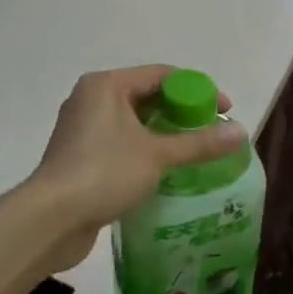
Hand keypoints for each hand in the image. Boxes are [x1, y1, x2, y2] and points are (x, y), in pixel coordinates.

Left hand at [28, 67, 246, 270]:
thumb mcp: (158, 155)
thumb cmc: (104, 173)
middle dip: (181, 113)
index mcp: (107, 85)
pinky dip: (144, 151)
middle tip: (211, 134)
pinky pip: (120, 143)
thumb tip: (241, 132)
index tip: (224, 111)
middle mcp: (91, 99)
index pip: (162, 75)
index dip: (197, 89)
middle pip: (147, 96)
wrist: (51, 219)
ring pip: (133, 122)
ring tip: (194, 153)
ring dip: (163, 135)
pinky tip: (164, 171)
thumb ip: (199, 143)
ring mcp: (82, 128)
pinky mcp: (79, 155)